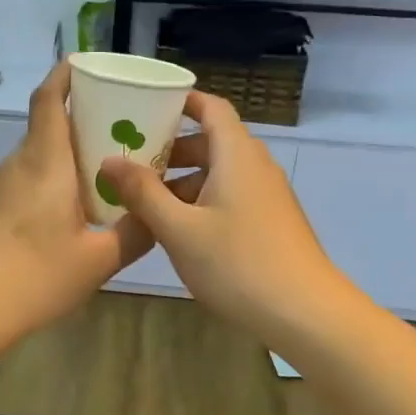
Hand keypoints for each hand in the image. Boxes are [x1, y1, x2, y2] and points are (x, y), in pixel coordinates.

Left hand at [0, 63, 154, 344]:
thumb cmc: (34, 276)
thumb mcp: (98, 261)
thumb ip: (135, 234)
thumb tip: (159, 216)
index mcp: (45, 162)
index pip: (48, 99)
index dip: (65, 74)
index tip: (87, 65)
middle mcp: (18, 164)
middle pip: (48, 125)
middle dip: (83, 118)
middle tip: (123, 129)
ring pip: (39, 156)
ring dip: (68, 153)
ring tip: (105, 171)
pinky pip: (28, 179)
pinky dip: (53, 179)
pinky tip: (72, 209)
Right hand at [100, 91, 357, 351]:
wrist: (305, 313)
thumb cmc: (238, 263)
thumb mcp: (179, 229)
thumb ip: (143, 192)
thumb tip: (110, 160)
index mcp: (236, 155)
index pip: (211, 108)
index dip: (181, 101)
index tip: (146, 105)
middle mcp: (255, 166)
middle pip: (211, 142)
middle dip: (171, 149)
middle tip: (131, 161)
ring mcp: (267, 195)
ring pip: (219, 173)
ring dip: (183, 180)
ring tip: (144, 201)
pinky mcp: (270, 222)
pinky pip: (230, 196)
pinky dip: (201, 200)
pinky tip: (178, 229)